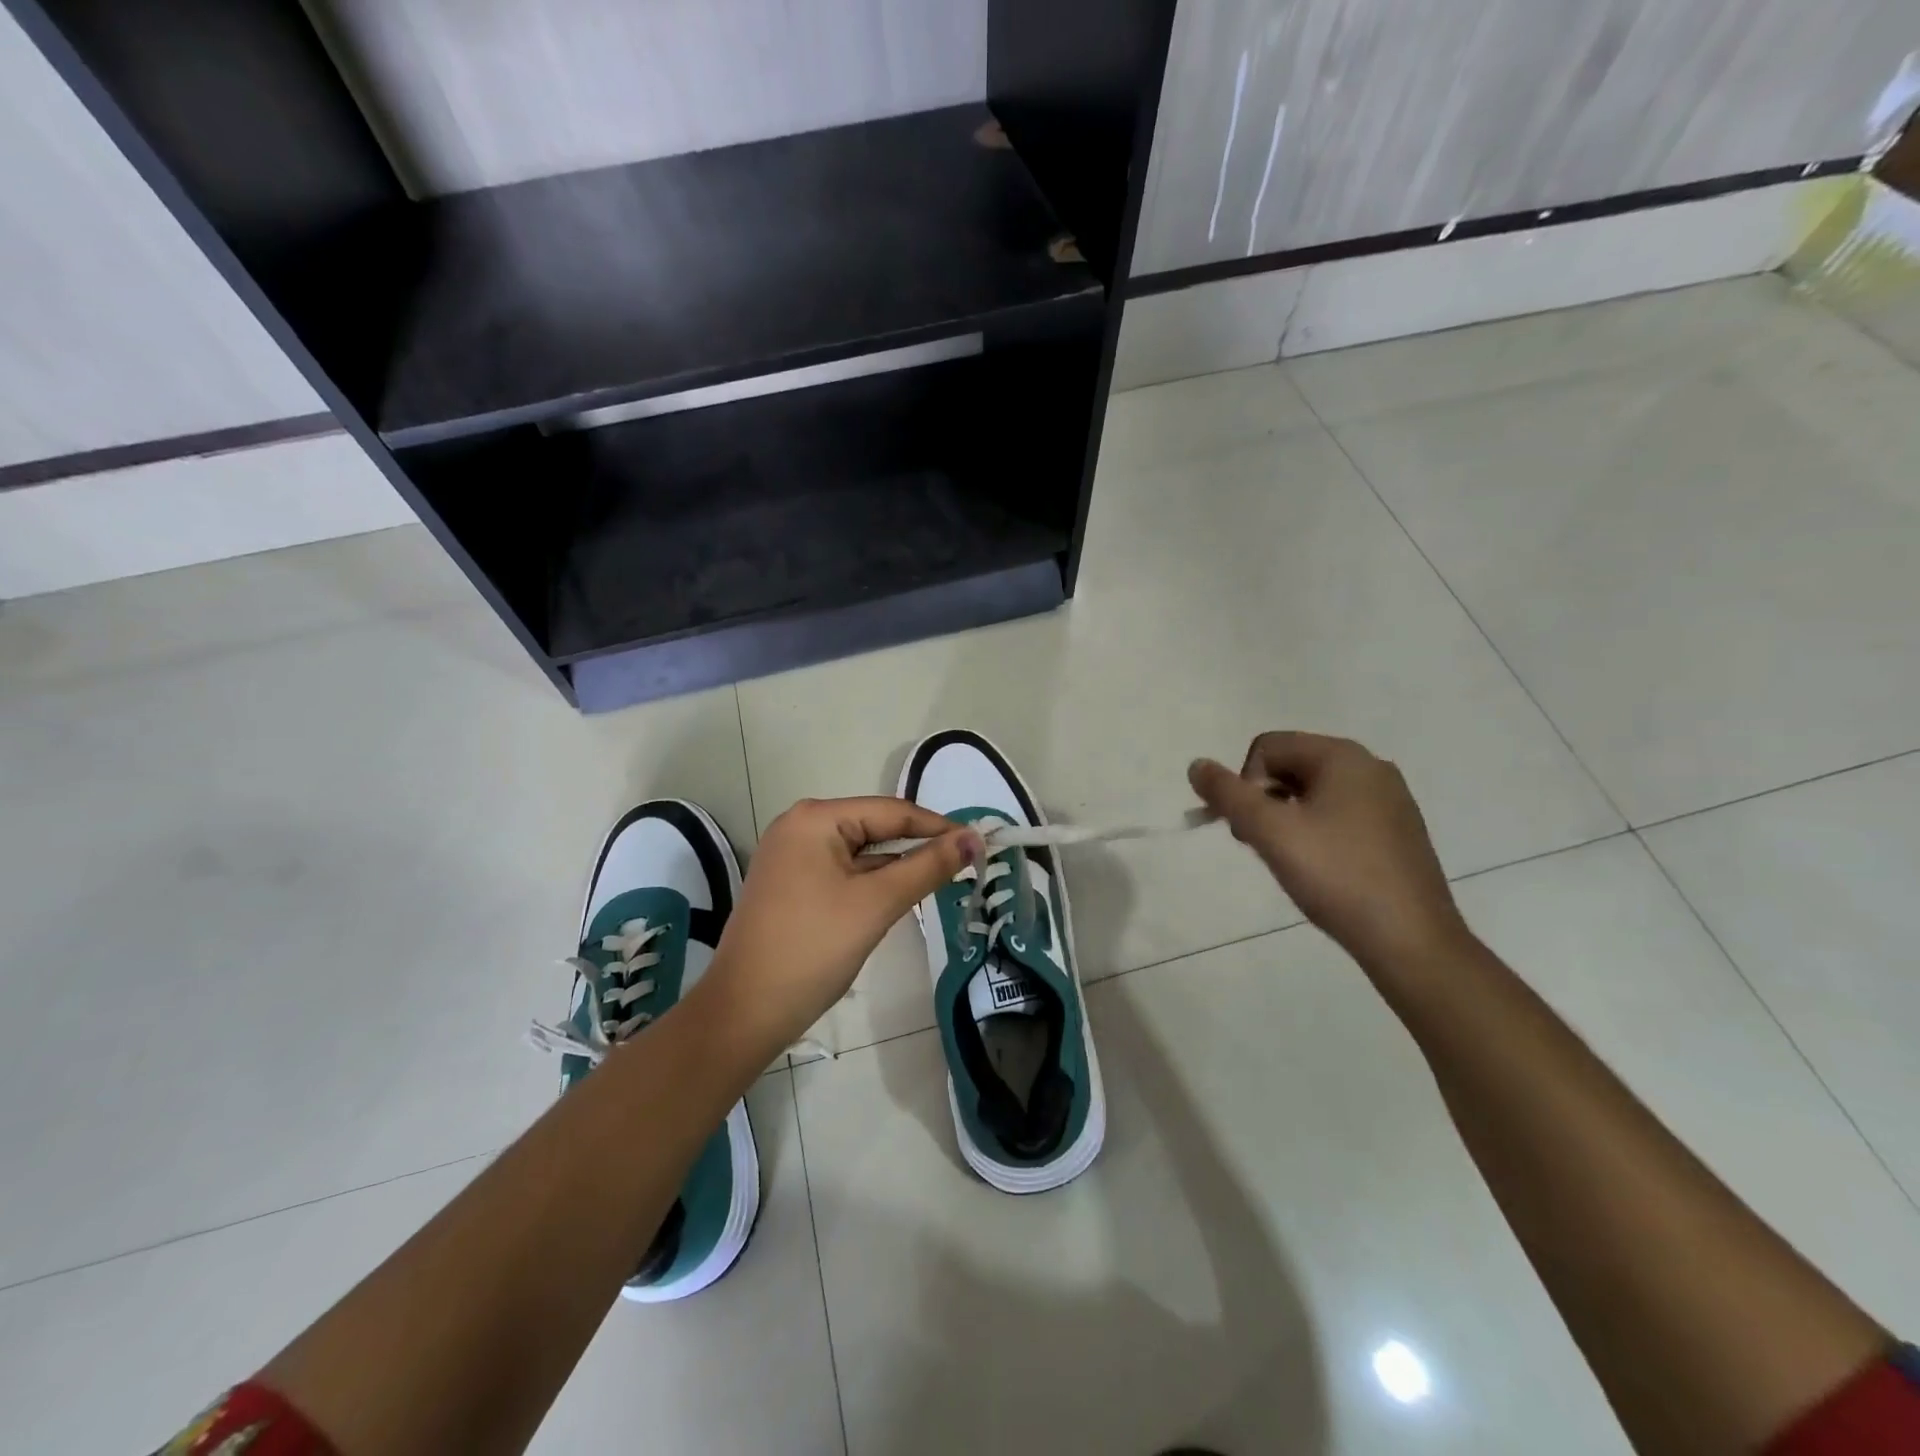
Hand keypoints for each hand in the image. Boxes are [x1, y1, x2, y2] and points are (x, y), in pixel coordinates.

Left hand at [701, 797, 981, 1050]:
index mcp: (816, 819)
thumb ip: (927, 866)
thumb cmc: (813, 950)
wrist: (743, 1013)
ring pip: (860, 853)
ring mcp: (791, 856)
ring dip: (897, 867)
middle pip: (875, 828)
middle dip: (918, 846)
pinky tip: (899, 897)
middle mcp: (800, 826)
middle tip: (966, 864)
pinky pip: (843, 872)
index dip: (939, 827)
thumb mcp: (876, 904)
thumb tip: (974, 838)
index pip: (892, 811)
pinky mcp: (791, 885)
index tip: (980, 844)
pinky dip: (872, 883)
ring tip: (942, 880)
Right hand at [1189, 732, 1469, 968]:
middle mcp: (1371, 767)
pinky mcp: (1398, 830)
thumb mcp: (1270, 832)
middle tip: (1260, 844)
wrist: (1411, 940)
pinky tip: (1320, 868)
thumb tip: (1196, 764)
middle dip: (1263, 799)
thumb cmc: (1337, 876)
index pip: (1267, 747)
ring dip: (1286, 817)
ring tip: (1288, 859)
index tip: (1247, 827)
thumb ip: (1228, 794)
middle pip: (1291, 765)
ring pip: (1314, 792)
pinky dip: (1316, 830)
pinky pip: (1340, 813)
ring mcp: (1390, 799)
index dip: (1243, 783)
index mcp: (1343, 757)